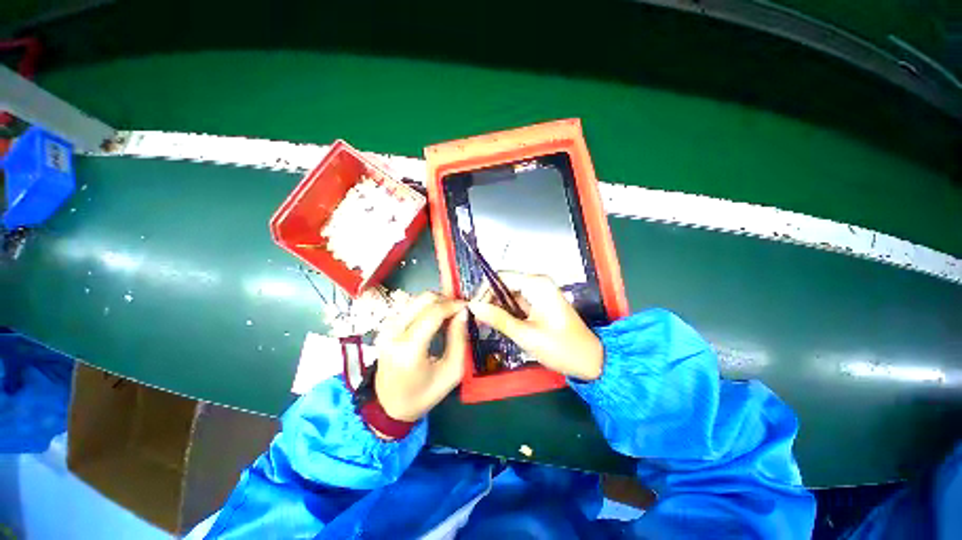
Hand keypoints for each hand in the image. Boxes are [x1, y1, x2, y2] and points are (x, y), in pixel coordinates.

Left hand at [375, 292, 466, 421]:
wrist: (389, 406)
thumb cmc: (424, 394)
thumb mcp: (451, 372)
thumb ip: (459, 340)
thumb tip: (463, 313)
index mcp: (409, 349)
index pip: (434, 313)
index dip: (453, 305)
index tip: (467, 307)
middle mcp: (393, 333)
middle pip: (424, 299)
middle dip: (446, 300)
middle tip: (459, 311)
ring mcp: (386, 328)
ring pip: (417, 300)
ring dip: (436, 303)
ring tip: (449, 316)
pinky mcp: (385, 326)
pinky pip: (411, 307)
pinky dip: (427, 308)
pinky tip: (436, 320)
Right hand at [468, 273, 602, 380]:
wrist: (589, 361)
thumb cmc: (562, 347)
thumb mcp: (526, 334)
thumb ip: (498, 318)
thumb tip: (474, 306)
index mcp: (537, 284)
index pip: (501, 277)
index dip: (484, 290)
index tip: (473, 308)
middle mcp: (538, 284)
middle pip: (504, 285)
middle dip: (489, 301)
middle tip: (477, 319)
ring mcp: (539, 293)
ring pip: (509, 295)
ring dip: (497, 308)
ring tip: (485, 324)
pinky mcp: (539, 303)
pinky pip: (517, 303)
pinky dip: (507, 312)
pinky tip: (499, 325)